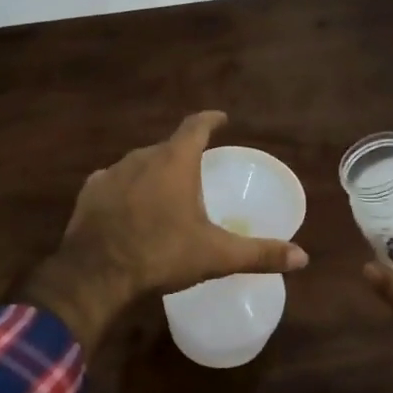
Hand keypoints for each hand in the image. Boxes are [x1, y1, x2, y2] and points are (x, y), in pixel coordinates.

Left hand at [24, 112, 308, 351]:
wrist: (95, 274)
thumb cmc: (161, 254)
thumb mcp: (216, 255)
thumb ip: (259, 253)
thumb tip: (302, 257)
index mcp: (175, 161)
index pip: (196, 126)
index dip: (211, 120)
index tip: (222, 118)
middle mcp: (142, 157)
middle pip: (168, 147)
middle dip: (183, 155)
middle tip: (196, 173)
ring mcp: (112, 173)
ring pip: (140, 164)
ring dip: (154, 174)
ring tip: (164, 195)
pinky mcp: (90, 192)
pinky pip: (114, 182)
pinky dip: (126, 190)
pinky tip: (129, 209)